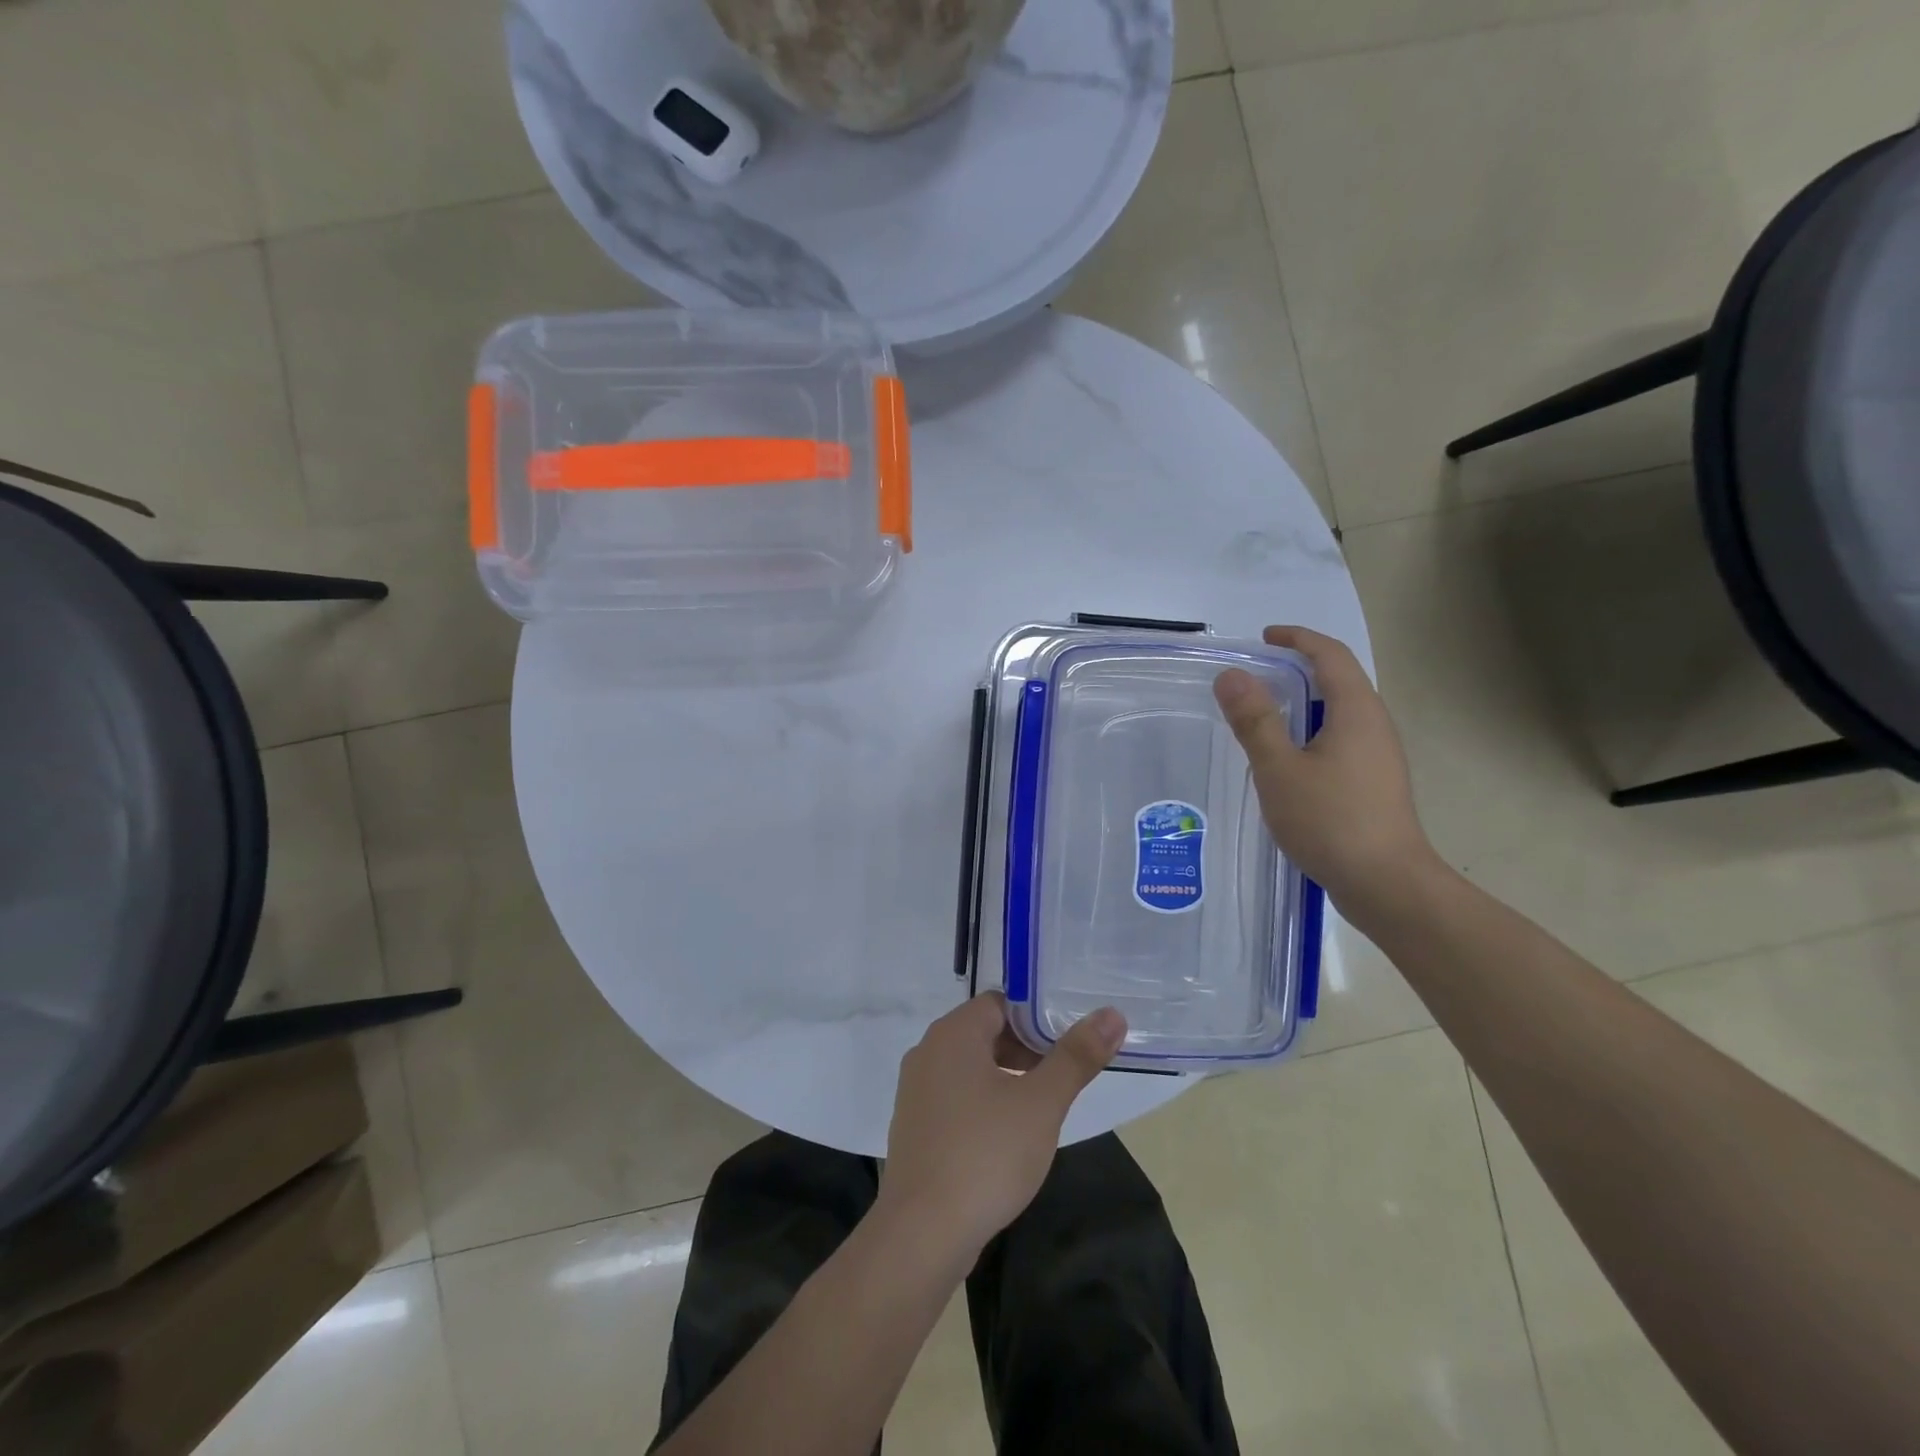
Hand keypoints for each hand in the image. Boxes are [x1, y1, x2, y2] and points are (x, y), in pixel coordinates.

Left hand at [880, 993, 1124, 1258]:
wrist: (922, 1233)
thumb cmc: (986, 1154)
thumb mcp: (1041, 1103)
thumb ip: (1076, 1057)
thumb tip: (1112, 1015)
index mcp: (953, 1033)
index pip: (1000, 1003)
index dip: (1036, 1018)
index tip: (1068, 1044)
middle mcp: (928, 1052)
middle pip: (985, 1033)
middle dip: (1026, 1051)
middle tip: (1063, 1078)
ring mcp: (915, 1091)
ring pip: (971, 1068)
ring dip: (1007, 1079)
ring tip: (1041, 1110)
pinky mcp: (914, 1127)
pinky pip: (955, 1098)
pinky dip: (983, 1105)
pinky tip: (1006, 1140)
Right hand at [1213, 625, 1438, 914]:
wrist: (1386, 884)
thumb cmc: (1330, 820)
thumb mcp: (1279, 769)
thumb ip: (1255, 721)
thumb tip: (1231, 675)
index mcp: (1356, 711)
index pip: (1331, 655)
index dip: (1299, 639)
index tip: (1265, 637)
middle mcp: (1375, 725)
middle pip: (1340, 680)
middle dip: (1300, 668)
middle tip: (1257, 675)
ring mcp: (1379, 756)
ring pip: (1341, 713)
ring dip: (1305, 702)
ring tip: (1265, 714)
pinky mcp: (1375, 783)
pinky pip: (1342, 739)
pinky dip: (1312, 731)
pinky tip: (1288, 760)